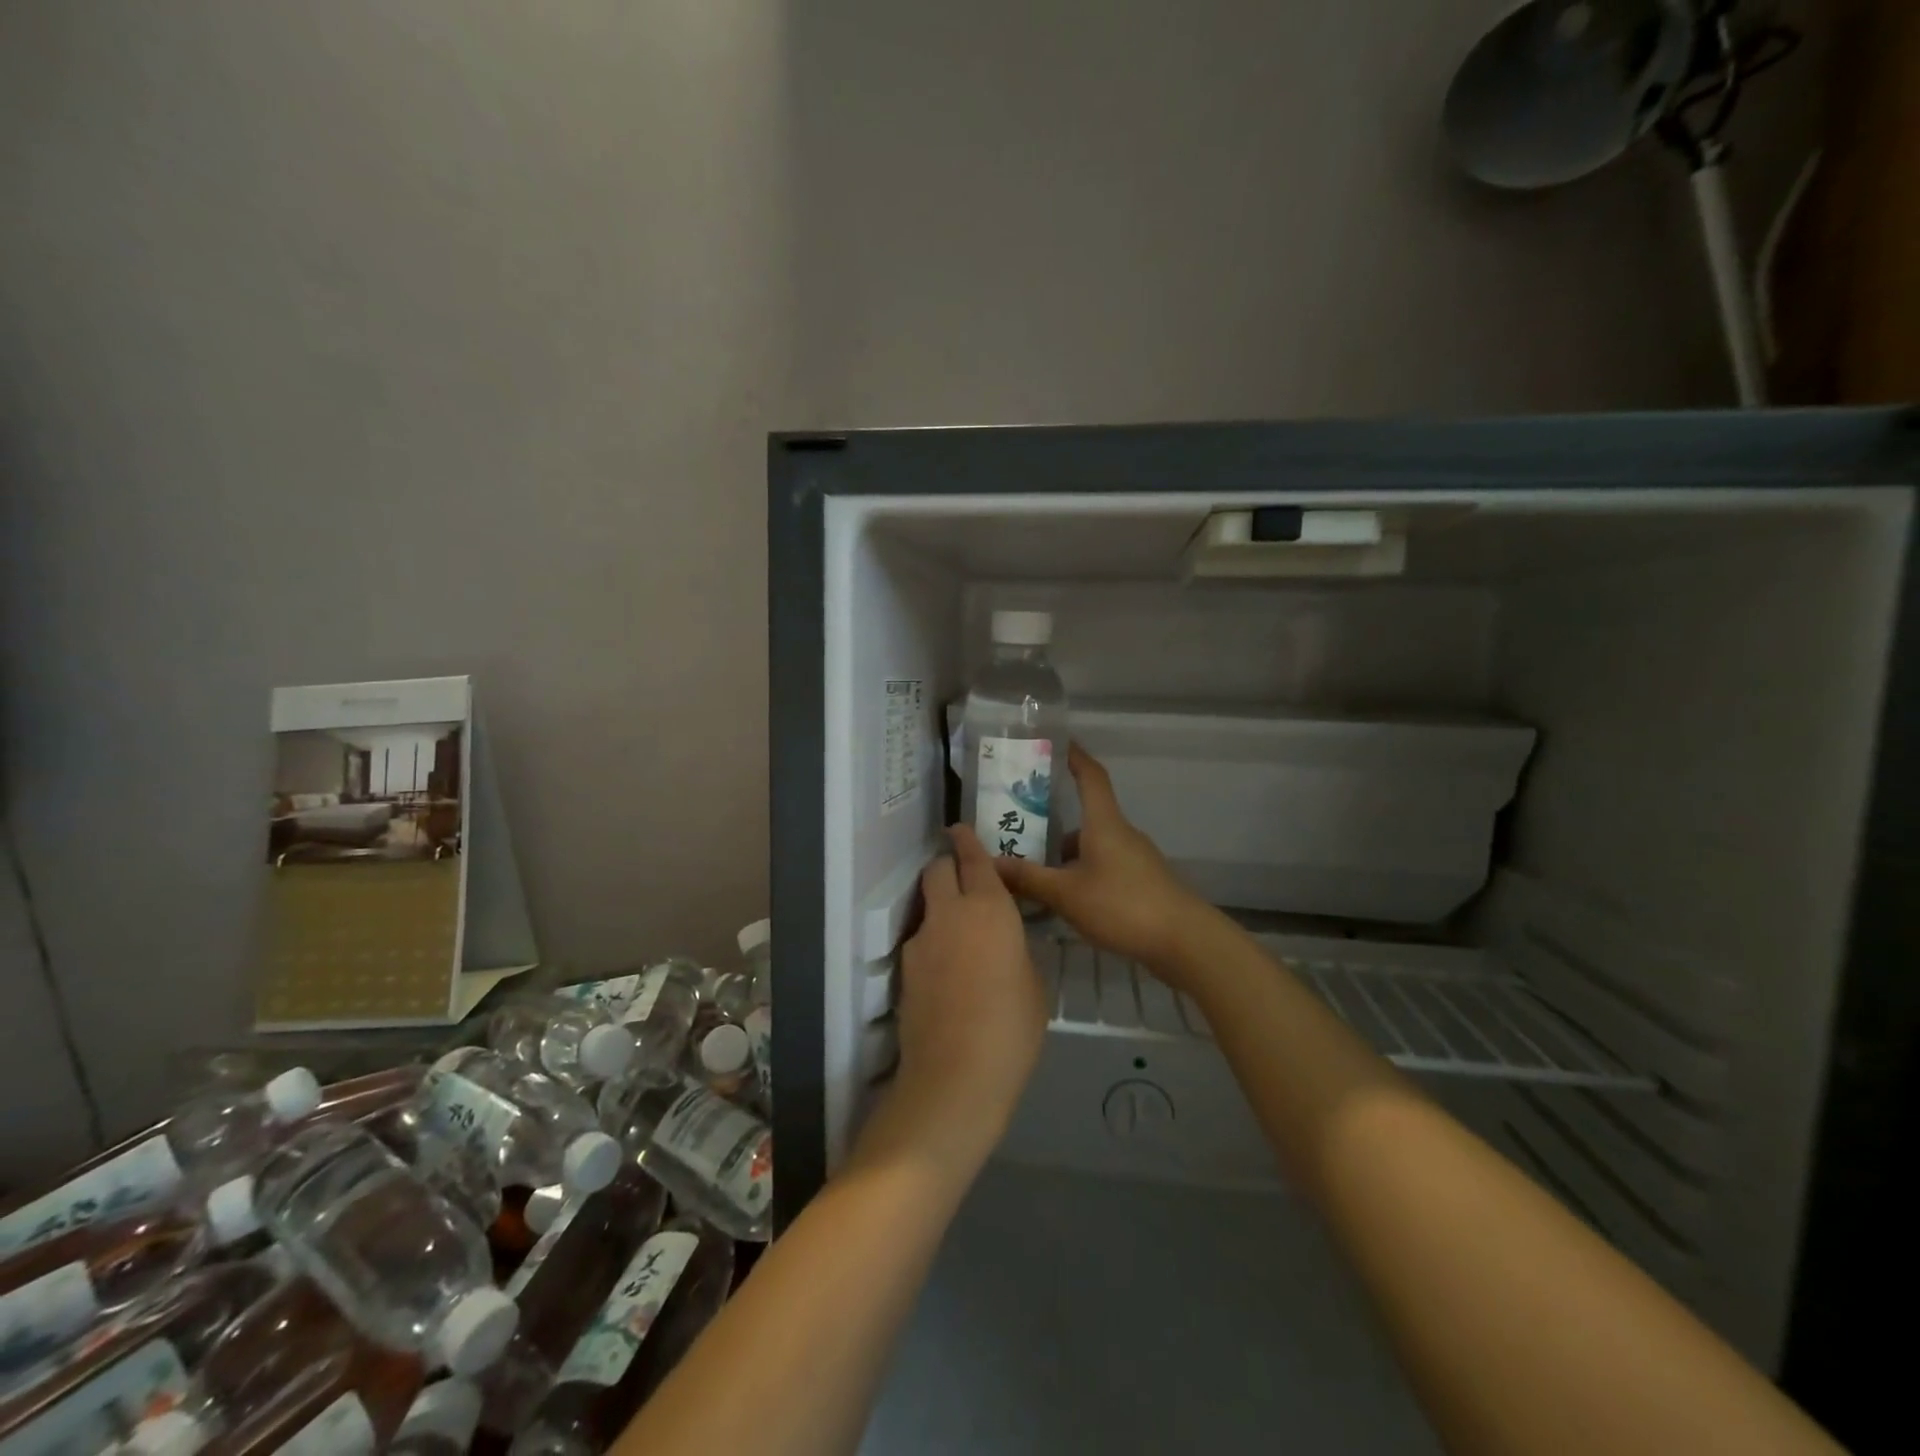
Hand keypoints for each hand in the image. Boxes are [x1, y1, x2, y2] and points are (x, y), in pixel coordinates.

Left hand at [853, 825, 1046, 1182]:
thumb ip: (1016, 949)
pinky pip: (922, 942)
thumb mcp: (1033, 983)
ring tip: (962, 938)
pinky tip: (949, 975)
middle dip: (948, 866)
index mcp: (988, 907)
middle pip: (937, 870)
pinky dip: (934, 944)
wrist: (956, 1076)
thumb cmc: (1012, 1027)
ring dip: (941, 908)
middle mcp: (949, 913)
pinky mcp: (904, 971)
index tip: (960, 830)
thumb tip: (1004, 941)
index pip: (972, 858)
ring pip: (927, 906)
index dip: (967, 841)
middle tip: (965, 881)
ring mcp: (921, 941)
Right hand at [995, 744, 1217, 979]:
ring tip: (1033, 867)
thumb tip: (990, 862)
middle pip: (1086, 815)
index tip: (1057, 742)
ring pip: (1092, 845)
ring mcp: (1135, 859)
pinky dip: (1081, 873)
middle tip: (1020, 822)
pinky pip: (1103, 866)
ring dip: (1065, 852)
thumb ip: (1028, 878)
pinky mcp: (1141, 883)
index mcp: (1104, 823)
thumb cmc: (1123, 905)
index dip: (1075, 756)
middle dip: (1054, 817)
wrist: (1184, 941)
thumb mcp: (1066, 894)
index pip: (1091, 776)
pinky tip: (1063, 897)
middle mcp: (1121, 833)